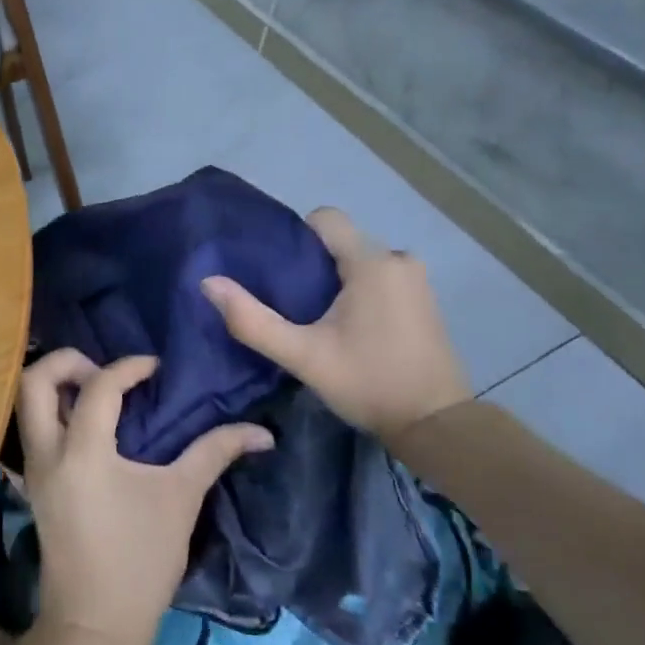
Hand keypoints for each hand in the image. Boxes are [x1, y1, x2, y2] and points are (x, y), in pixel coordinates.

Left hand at [16, 350, 272, 644]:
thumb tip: (261, 432)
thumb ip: (215, 452)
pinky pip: (33, 427)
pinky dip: (55, 409)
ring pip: (26, 402)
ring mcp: (33, 467)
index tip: (157, 369)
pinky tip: (91, 423)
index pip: (99, 386)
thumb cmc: (141, 561)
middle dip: (69, 362)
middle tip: (107, 373)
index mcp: (83, 452)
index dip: (130, 367)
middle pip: (35, 379)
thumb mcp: (181, 499)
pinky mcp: (33, 483)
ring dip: (58, 384)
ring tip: (100, 393)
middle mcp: (47, 452)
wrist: (95, 624)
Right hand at [201, 207, 471, 443]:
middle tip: (291, 303)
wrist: (437, 426)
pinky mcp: (424, 300)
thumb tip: (208, 282)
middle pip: (340, 242)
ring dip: (336, 280)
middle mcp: (398, 259)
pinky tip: (348, 328)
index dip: (296, 237)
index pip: (325, 218)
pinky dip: (358, 291)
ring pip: (359, 260)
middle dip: (313, 265)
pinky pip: (379, 277)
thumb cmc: (369, 384)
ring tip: (316, 318)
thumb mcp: (303, 357)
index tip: (279, 273)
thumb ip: (253, 320)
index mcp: (372, 263)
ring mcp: (416, 280)